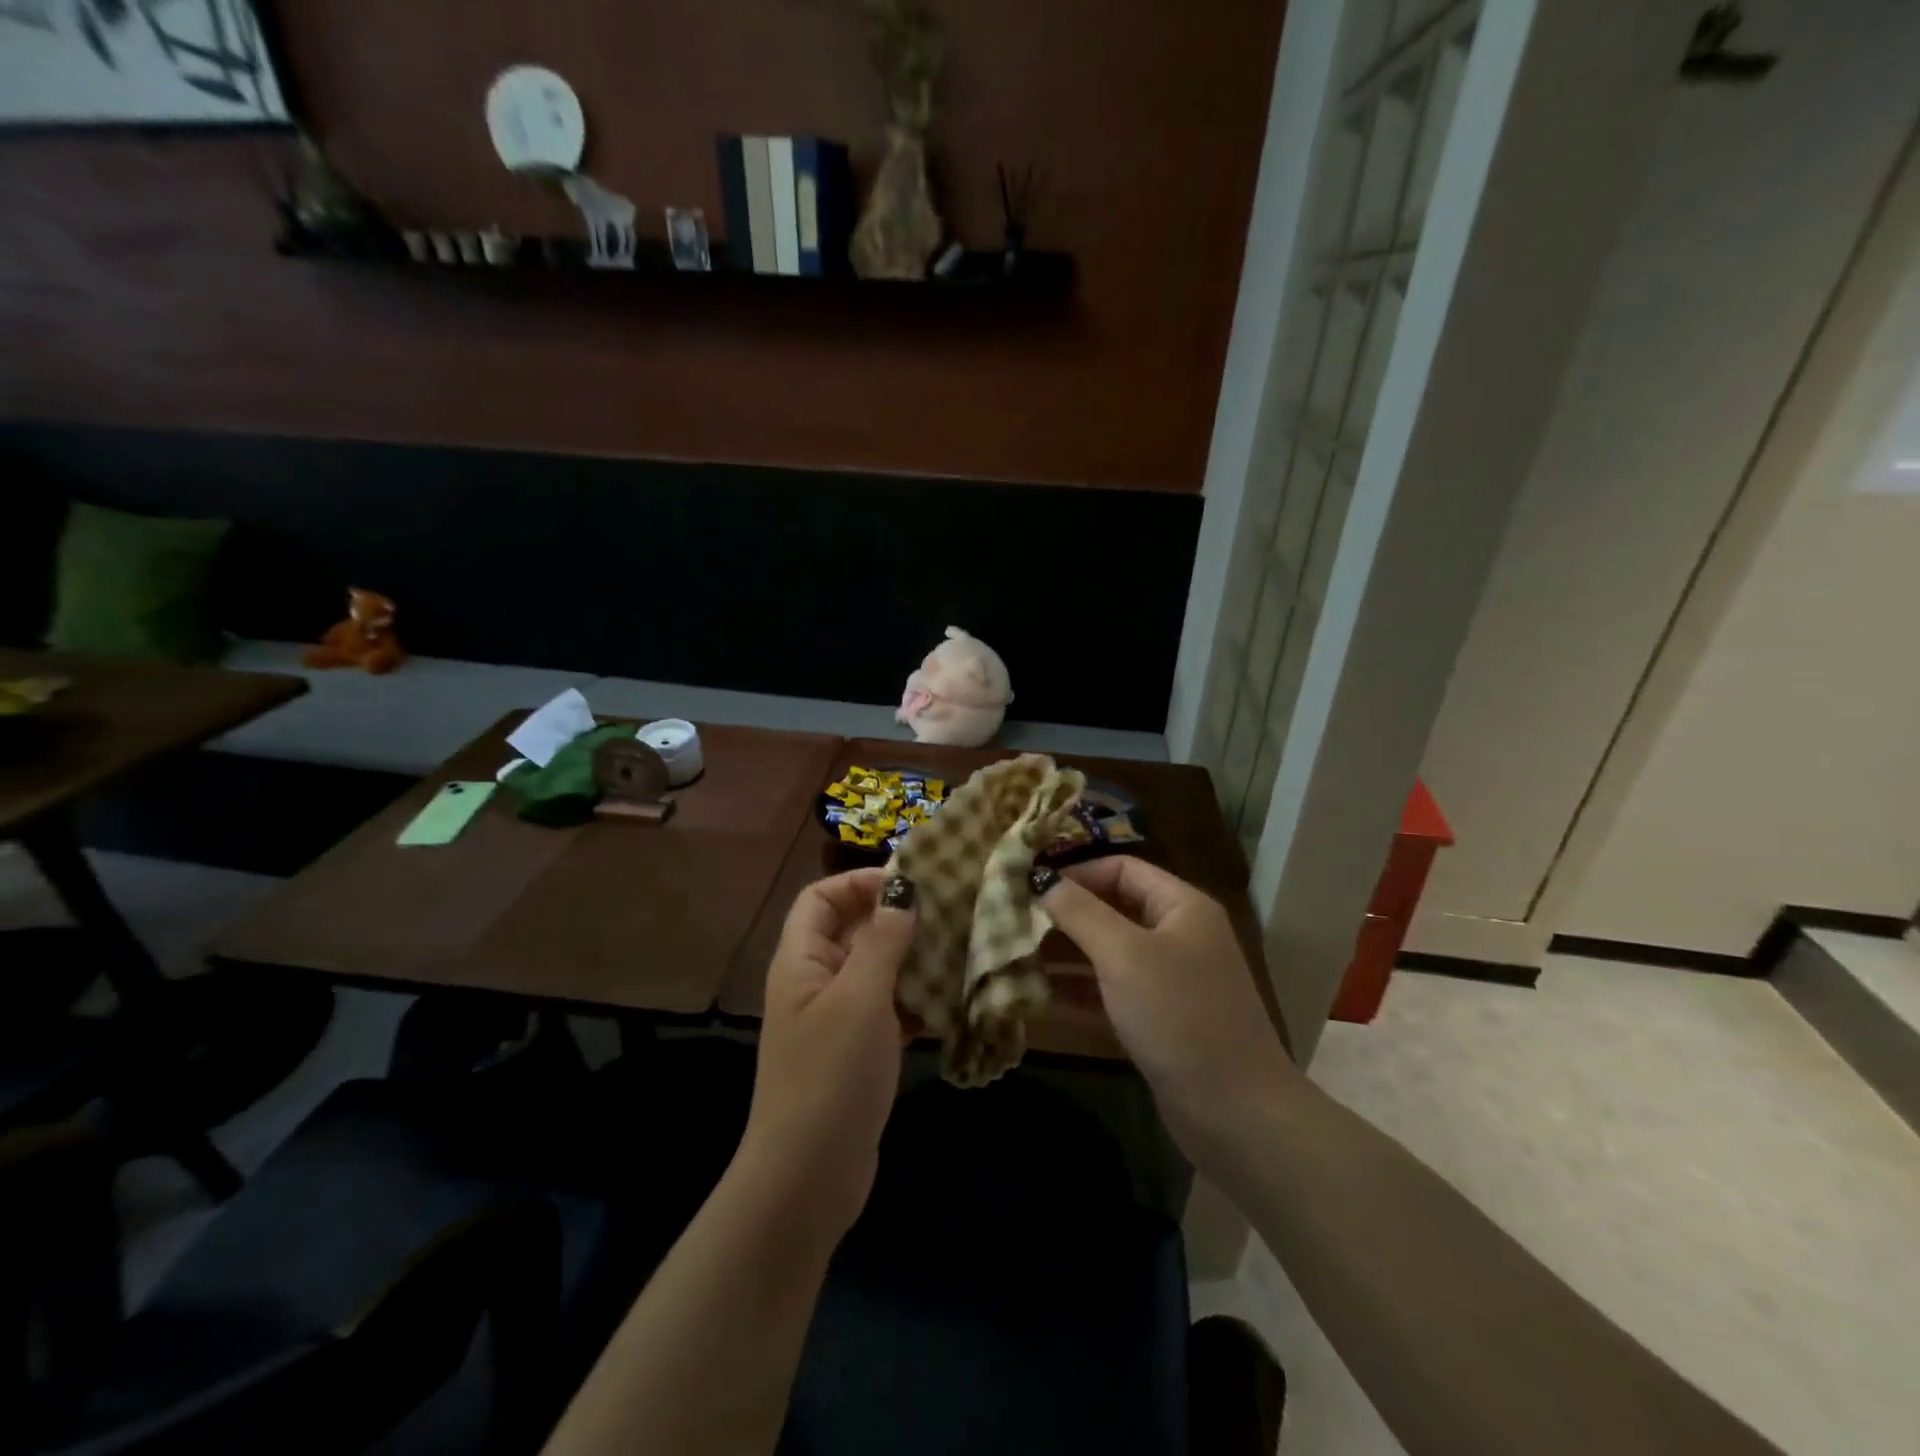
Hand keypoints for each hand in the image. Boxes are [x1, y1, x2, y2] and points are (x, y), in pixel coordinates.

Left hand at [738, 868, 916, 1241]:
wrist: (808, 1179)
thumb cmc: (830, 1076)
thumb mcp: (859, 998)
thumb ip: (882, 940)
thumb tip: (902, 889)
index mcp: (801, 960)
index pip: (820, 897)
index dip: (859, 882)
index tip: (910, 884)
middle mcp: (816, 982)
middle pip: (853, 929)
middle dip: (896, 917)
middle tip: (949, 911)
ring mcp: (838, 1019)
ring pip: (877, 969)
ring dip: (913, 957)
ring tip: (961, 947)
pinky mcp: (860, 1051)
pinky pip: (890, 1008)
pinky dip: (917, 998)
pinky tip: (953, 998)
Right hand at [1038, 858, 1295, 1153]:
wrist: (1235, 1113)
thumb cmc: (1179, 1016)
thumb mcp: (1124, 955)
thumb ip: (1080, 913)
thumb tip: (1043, 880)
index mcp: (1181, 906)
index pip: (1121, 869)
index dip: (1076, 874)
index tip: (1030, 888)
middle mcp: (1178, 935)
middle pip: (1112, 910)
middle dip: (1064, 917)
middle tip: (1015, 926)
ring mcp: (1170, 980)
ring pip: (1108, 954)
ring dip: (1065, 956)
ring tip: (1016, 960)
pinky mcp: (1159, 1020)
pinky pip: (1111, 993)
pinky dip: (1078, 993)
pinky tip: (1037, 999)